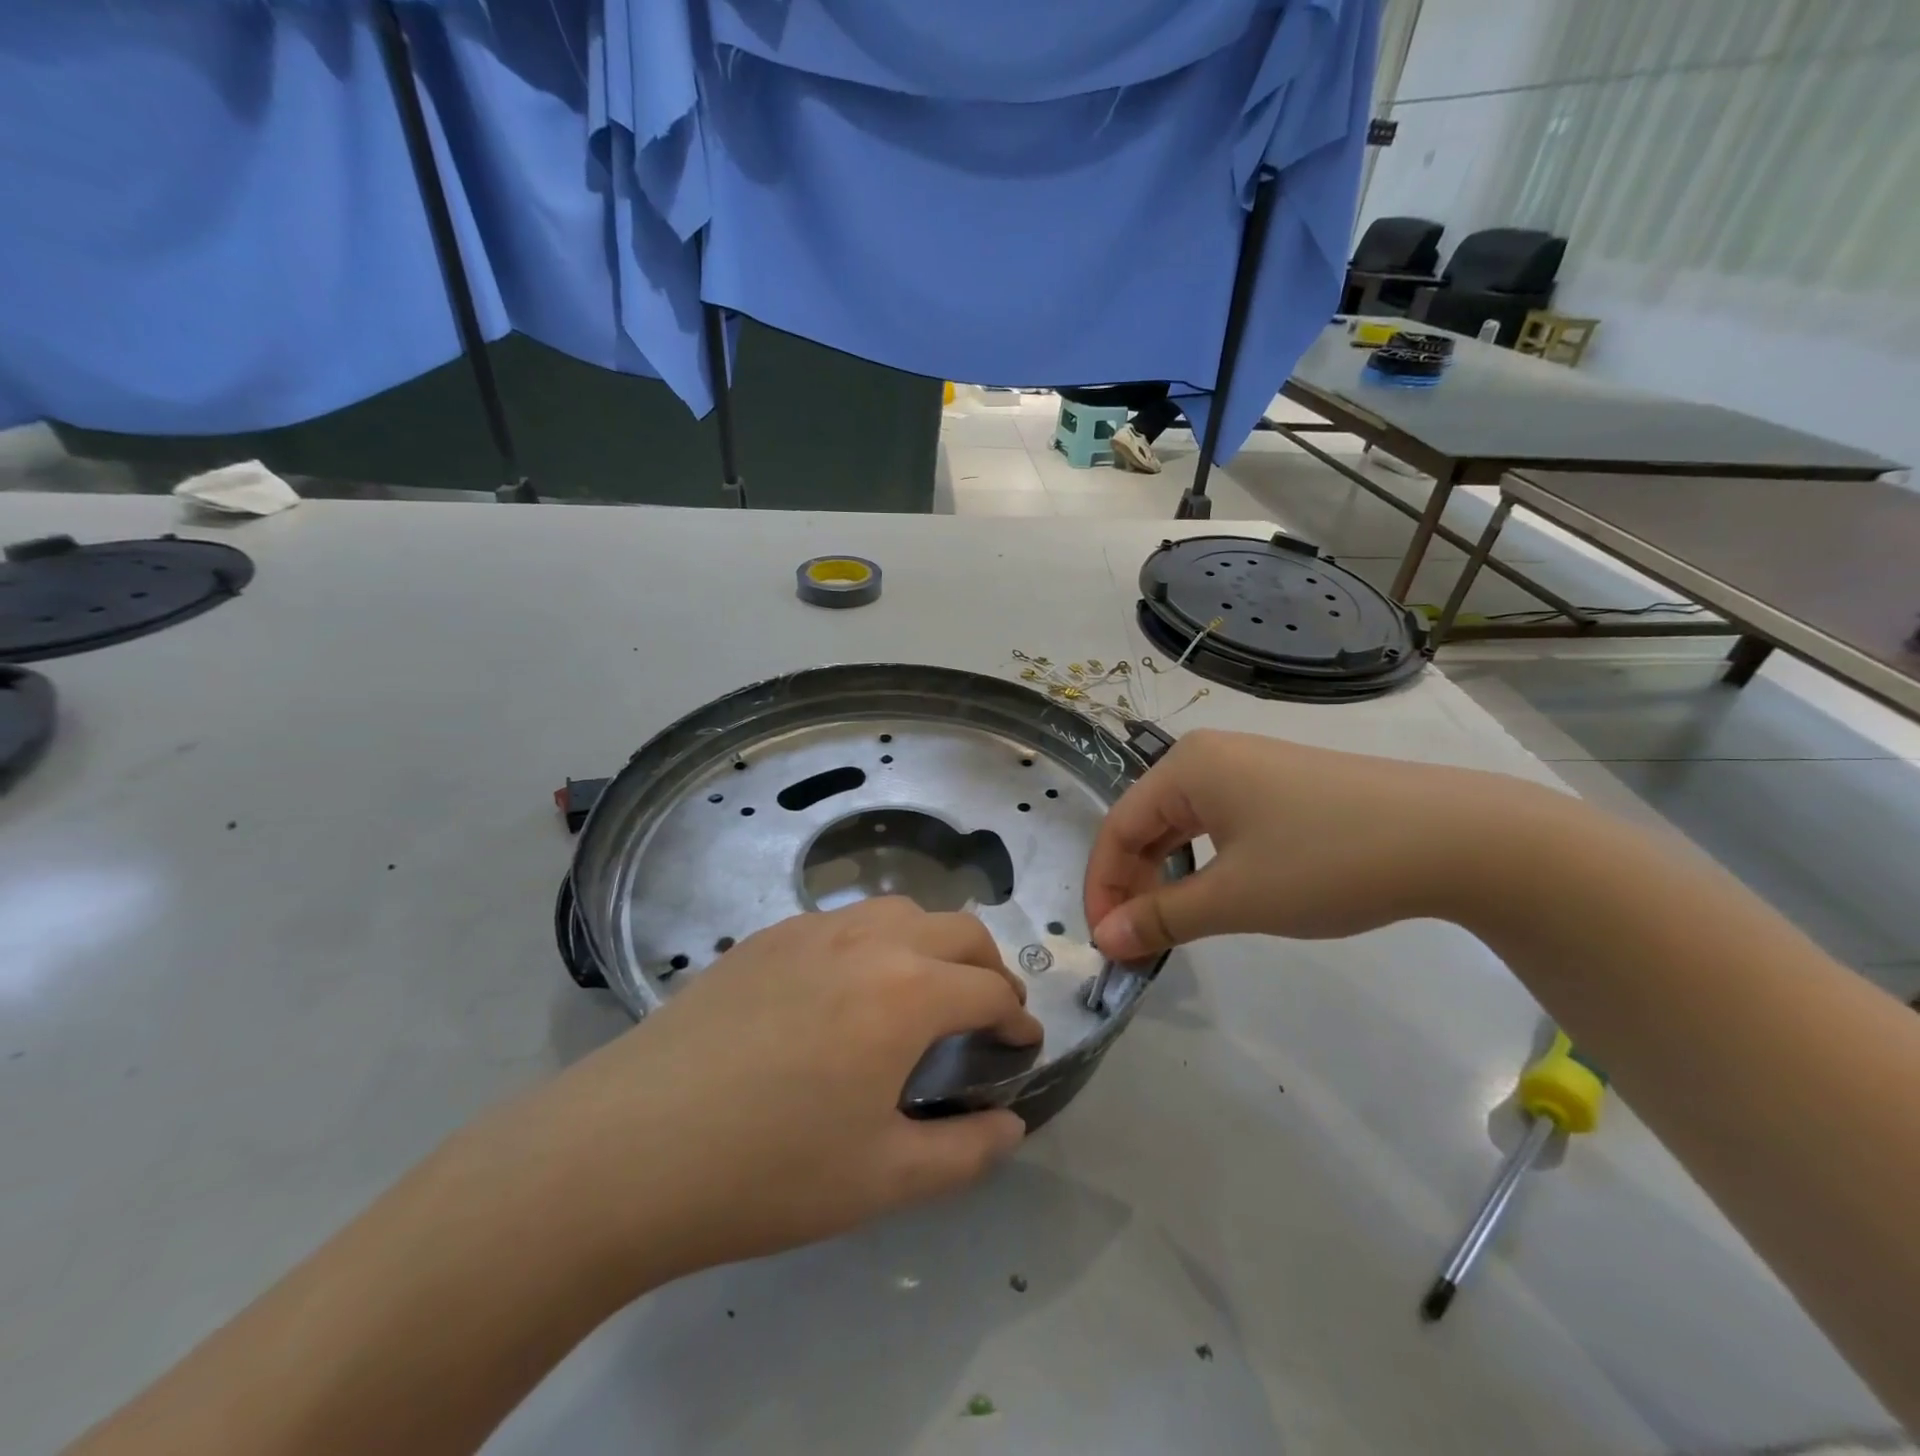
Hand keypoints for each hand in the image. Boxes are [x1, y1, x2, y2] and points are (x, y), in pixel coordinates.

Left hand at [500, 898, 1042, 1289]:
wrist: (628, 1147)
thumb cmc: (768, 1170)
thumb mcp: (883, 1179)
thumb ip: (966, 1152)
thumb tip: (1011, 1123)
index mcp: (907, 992)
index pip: (990, 990)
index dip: (1017, 1019)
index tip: (1022, 1046)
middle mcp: (869, 940)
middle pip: (959, 929)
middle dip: (989, 968)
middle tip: (986, 1016)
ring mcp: (813, 928)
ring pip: (902, 910)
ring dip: (933, 943)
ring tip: (924, 993)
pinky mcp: (767, 936)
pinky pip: (846, 919)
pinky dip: (878, 940)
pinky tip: (849, 988)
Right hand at [1085, 728, 1553, 957]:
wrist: (1457, 838)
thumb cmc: (1328, 861)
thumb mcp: (1236, 897)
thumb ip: (1162, 918)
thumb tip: (1104, 940)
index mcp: (1186, 767)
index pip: (1117, 828)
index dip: (1103, 887)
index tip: (1106, 944)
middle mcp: (1208, 756)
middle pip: (1146, 823)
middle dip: (1132, 884)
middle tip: (1136, 942)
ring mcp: (1249, 766)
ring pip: (1182, 825)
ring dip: (1167, 876)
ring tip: (1170, 924)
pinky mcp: (1282, 785)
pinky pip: (1218, 822)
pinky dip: (1203, 862)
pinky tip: (1216, 892)